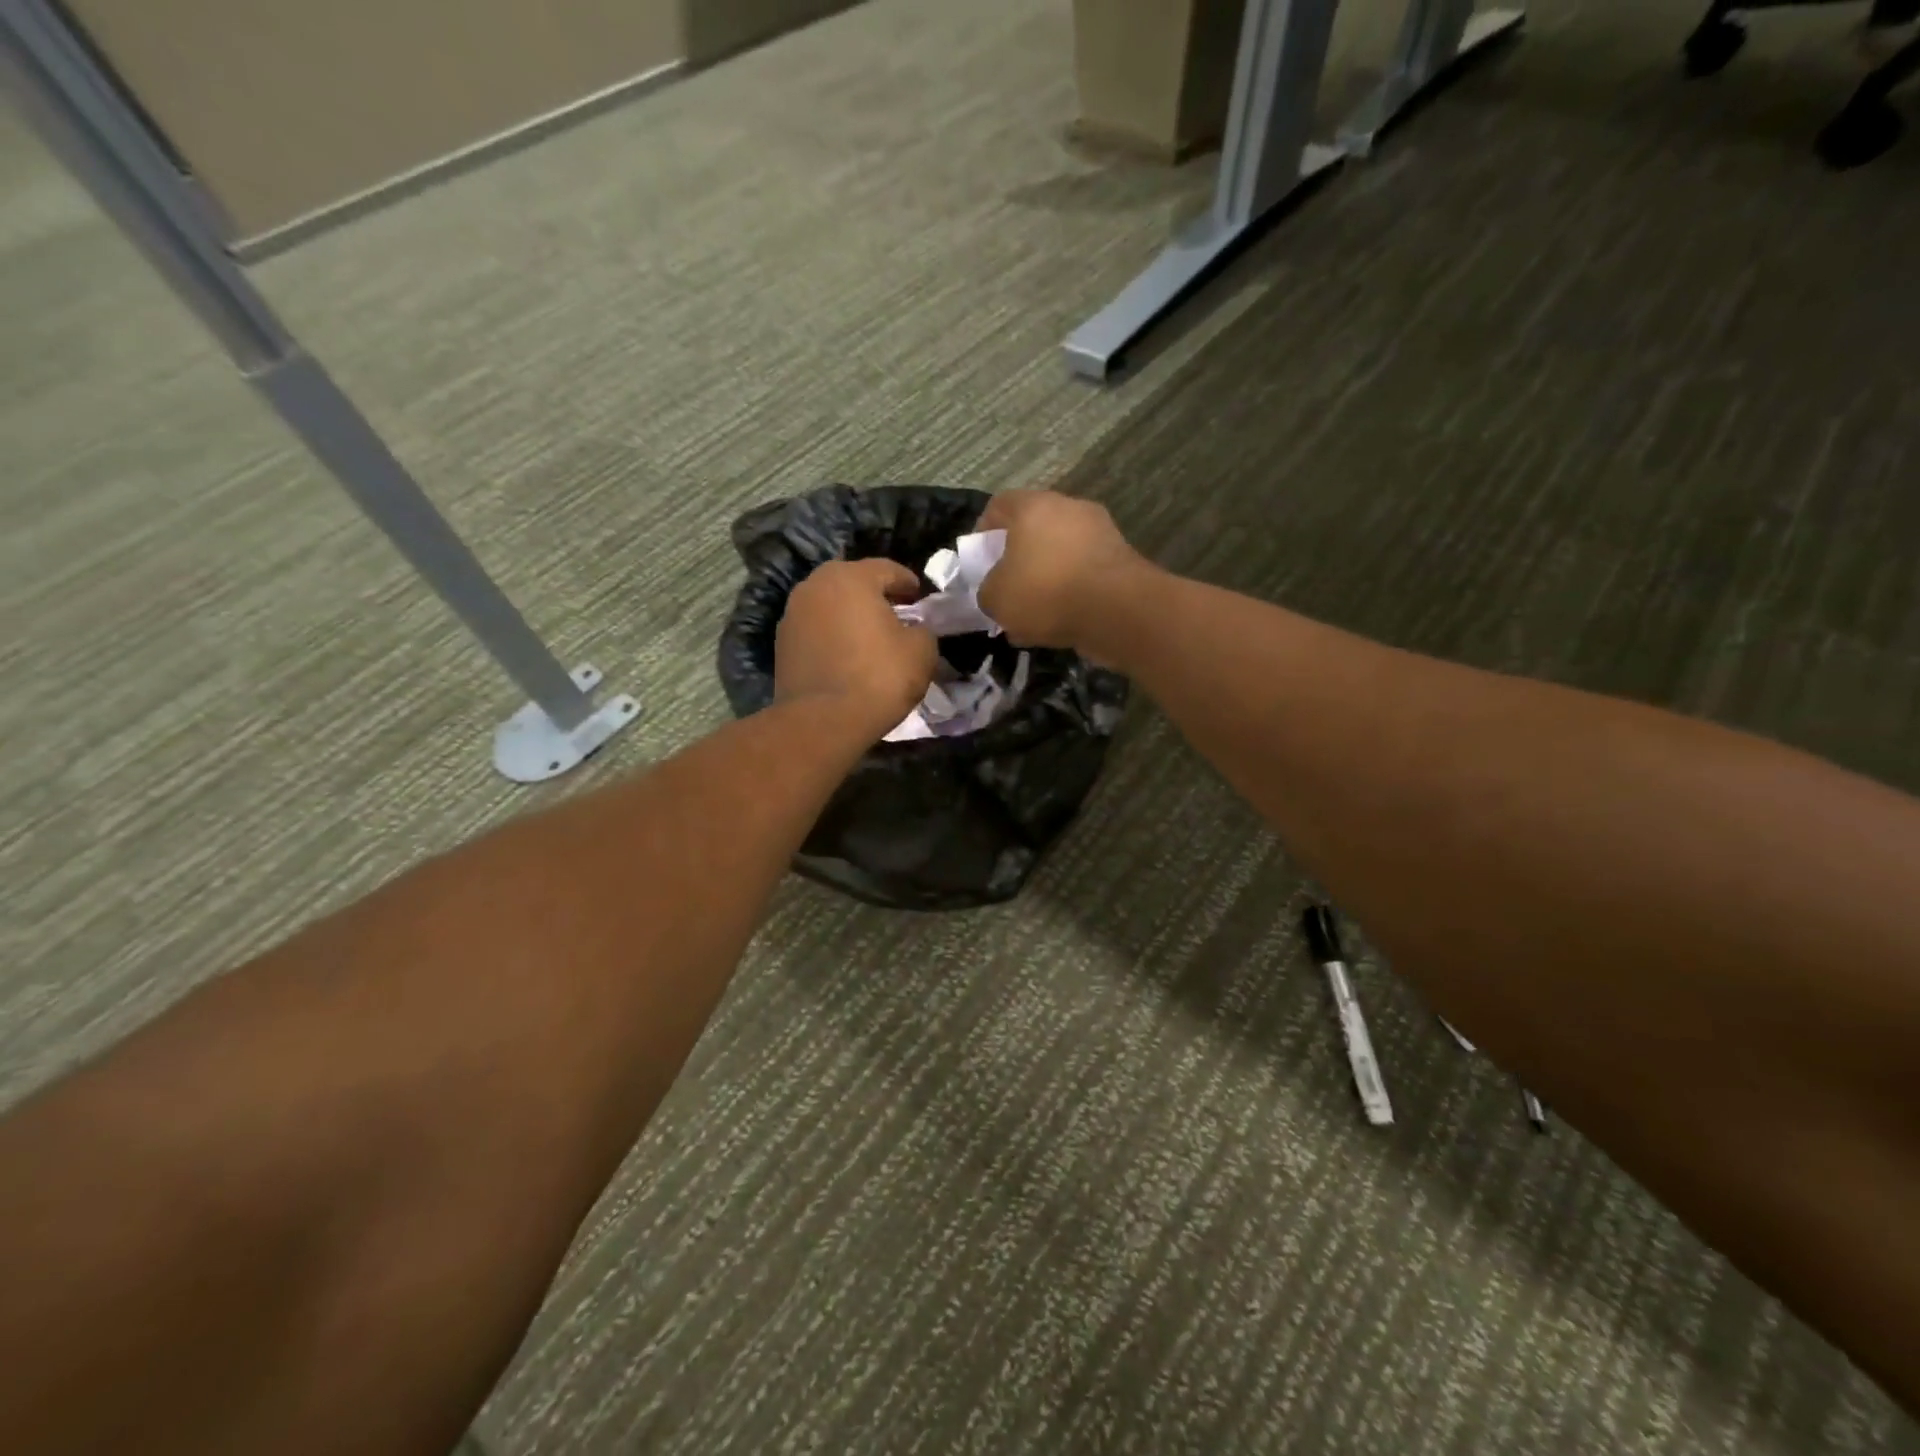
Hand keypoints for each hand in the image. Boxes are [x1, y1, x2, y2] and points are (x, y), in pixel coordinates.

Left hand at [776, 558, 937, 737]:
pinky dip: (833, 636)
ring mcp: (792, 613)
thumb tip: (915, 629)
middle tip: (897, 615)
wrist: (823, 721)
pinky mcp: (782, 643)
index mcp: (851, 577)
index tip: (921, 599)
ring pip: (831, 606)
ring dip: (851, 616)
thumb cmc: (878, 677)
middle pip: (854, 583)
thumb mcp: (922, 652)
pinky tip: (848, 656)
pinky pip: (816, 630)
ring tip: (871, 638)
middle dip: (876, 596)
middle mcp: (815, 585)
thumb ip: (923, 630)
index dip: (908, 583)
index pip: (888, 569)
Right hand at [976, 490, 1147, 650]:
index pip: (999, 505)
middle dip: (1017, 559)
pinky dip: (1070, 593)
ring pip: (1060, 554)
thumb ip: (987, 590)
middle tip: (1006, 587)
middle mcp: (1069, 509)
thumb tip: (995, 590)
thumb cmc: (1046, 592)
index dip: (983, 531)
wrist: (1118, 610)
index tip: (978, 559)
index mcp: (1034, 506)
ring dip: (1045, 579)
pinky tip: (1059, 623)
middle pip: (1033, 529)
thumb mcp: (996, 598)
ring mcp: (1100, 532)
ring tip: (1032, 615)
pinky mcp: (1121, 560)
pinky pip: (1083, 574)